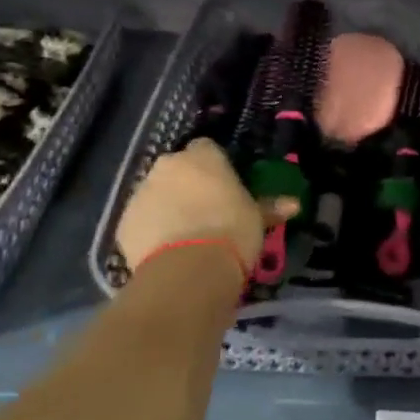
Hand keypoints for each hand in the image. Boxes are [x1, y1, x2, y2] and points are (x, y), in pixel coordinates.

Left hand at [117, 139, 295, 273]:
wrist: (188, 270)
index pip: (207, 148)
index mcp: (202, 156)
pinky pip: (142, 221)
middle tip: (206, 212)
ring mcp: (141, 192)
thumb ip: (269, 207)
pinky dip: (152, 231)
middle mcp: (168, 166)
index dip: (215, 168)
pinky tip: (167, 252)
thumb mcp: (257, 219)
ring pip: (156, 194)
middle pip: (178, 170)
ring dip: (168, 207)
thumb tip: (294, 205)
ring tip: (186, 237)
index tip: (225, 188)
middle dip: (188, 185)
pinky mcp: (124, 222)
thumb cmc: (231, 232)